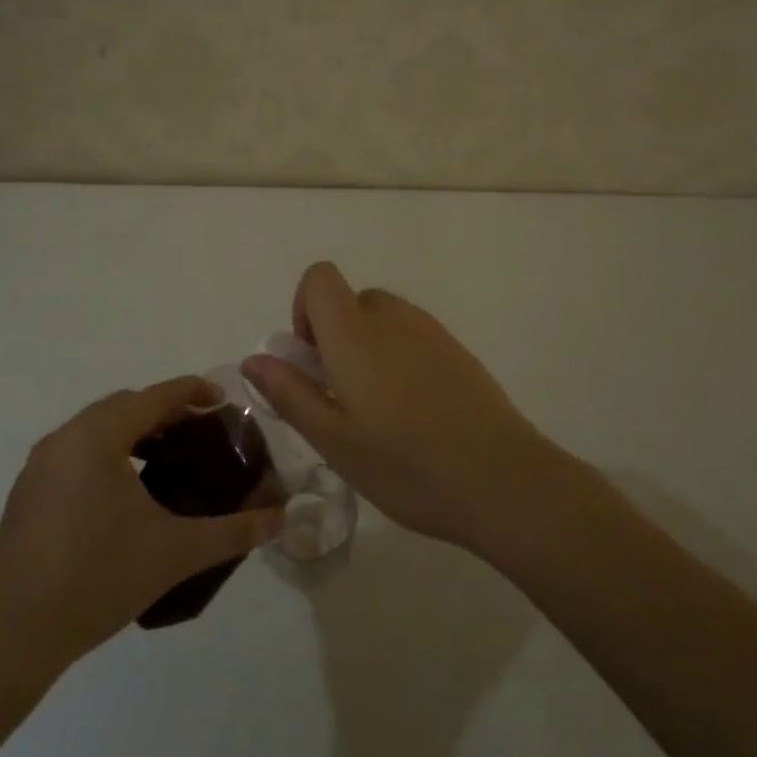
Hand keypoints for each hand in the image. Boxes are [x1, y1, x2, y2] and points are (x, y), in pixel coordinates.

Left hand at [0, 378, 283, 677]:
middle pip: (124, 407)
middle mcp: (64, 439)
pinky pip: (76, 453)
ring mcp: (39, 466)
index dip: (192, 392)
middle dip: (164, 412)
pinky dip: (107, 454)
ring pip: (96, 429)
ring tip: (167, 461)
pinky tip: (125, 494)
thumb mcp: (175, 552)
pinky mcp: (26, 494)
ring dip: (133, 433)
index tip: (223, 400)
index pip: (154, 397)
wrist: (12, 640)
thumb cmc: (97, 580)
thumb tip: (281, 518)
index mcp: (97, 437)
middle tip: (200, 434)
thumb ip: (233, 530)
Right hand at [241, 262, 569, 552]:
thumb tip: (255, 359)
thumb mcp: (334, 440)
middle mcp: (392, 318)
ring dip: (367, 348)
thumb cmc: (406, 465)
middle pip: (350, 300)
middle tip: (341, 396)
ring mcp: (430, 331)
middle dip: (335, 336)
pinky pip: (413, 336)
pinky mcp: (457, 349)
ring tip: (379, 411)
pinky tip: (415, 413)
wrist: (501, 479)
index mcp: (355, 333)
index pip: (320, 277)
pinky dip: (399, 358)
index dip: (304, 307)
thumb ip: (290, 393)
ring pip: (383, 319)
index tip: (311, 358)